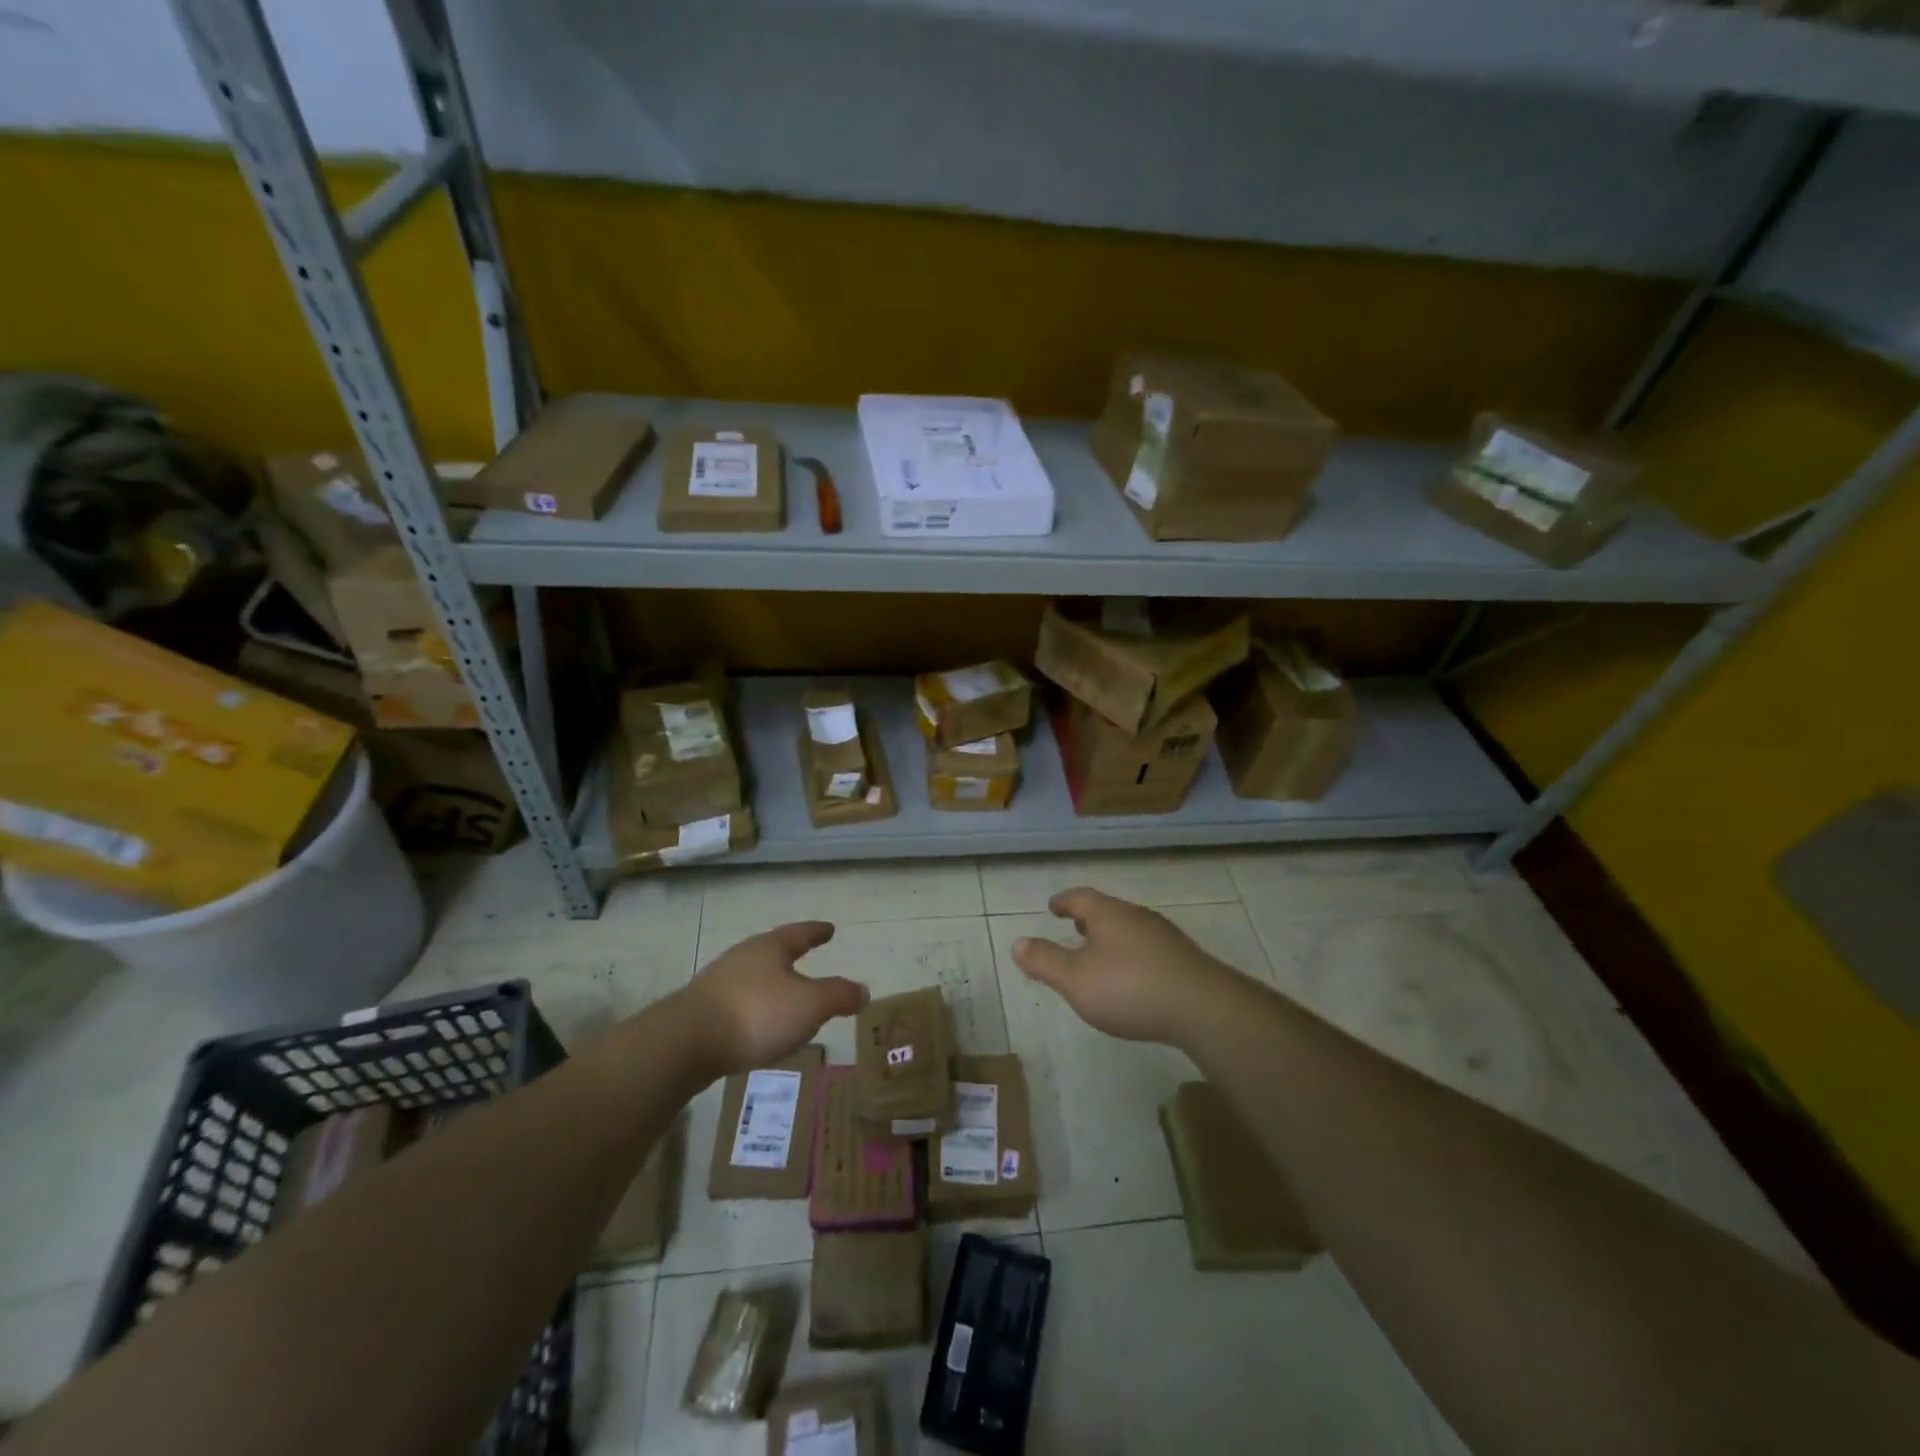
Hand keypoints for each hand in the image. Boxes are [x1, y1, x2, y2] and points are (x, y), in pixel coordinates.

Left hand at [677, 921, 867, 1075]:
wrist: (685, 1043)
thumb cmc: (756, 1014)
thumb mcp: (810, 1005)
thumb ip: (839, 996)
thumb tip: (863, 991)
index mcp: (771, 948)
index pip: (800, 933)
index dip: (816, 932)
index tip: (829, 928)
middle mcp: (743, 957)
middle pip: (772, 952)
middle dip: (790, 958)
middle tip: (807, 960)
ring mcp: (718, 983)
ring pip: (753, 978)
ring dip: (771, 986)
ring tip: (787, 1000)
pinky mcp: (702, 1011)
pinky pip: (738, 1003)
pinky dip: (755, 1009)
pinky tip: (759, 1027)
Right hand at [1013, 888, 1236, 1046]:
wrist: (1202, 1007)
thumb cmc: (1129, 988)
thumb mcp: (1075, 979)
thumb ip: (1045, 961)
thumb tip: (1017, 942)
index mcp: (1109, 914)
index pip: (1081, 897)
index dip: (1064, 901)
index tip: (1053, 906)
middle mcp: (1137, 917)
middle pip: (1108, 910)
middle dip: (1089, 918)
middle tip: (1075, 924)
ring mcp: (1164, 937)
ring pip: (1130, 929)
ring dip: (1112, 937)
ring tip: (1100, 953)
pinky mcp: (1184, 960)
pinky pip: (1148, 948)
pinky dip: (1132, 954)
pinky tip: (1133, 977)